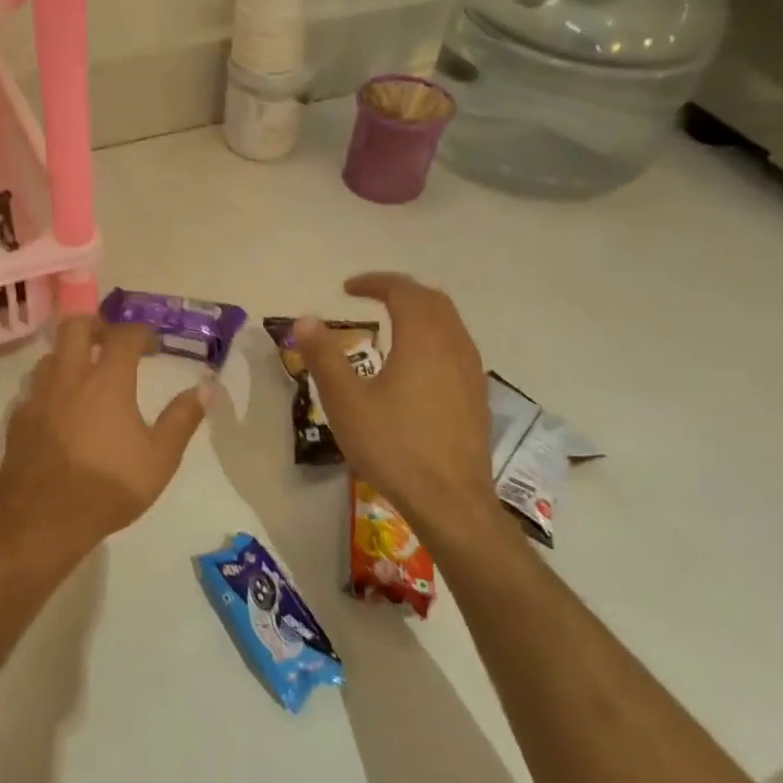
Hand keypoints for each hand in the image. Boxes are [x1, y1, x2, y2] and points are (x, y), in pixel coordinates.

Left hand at [0, 318, 209, 559]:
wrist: (43, 520)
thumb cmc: (109, 487)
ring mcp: (38, 396)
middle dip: (97, 325)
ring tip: (86, 376)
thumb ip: (182, 419)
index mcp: (107, 381)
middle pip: (76, 326)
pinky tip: (60, 411)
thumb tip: (204, 388)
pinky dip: (51, 388)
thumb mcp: (160, 458)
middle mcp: (69, 377)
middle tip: (112, 343)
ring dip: (70, 355)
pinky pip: (34, 388)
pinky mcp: (18, 418)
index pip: (124, 335)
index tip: (153, 344)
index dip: (141, 332)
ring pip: (51, 355)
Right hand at [293, 274, 502, 533]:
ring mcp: (471, 372)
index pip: (403, 291)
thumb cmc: (393, 447)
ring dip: (421, 312)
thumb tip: (305, 319)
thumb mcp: (346, 402)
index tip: (347, 288)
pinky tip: (416, 363)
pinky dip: (434, 336)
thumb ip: (324, 357)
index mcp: (423, 340)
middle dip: (400, 291)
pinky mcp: (476, 396)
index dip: (375, 282)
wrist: (450, 500)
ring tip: (392, 322)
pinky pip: (457, 347)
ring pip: (450, 323)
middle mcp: (454, 346)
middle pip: (432, 301)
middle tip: (369, 296)